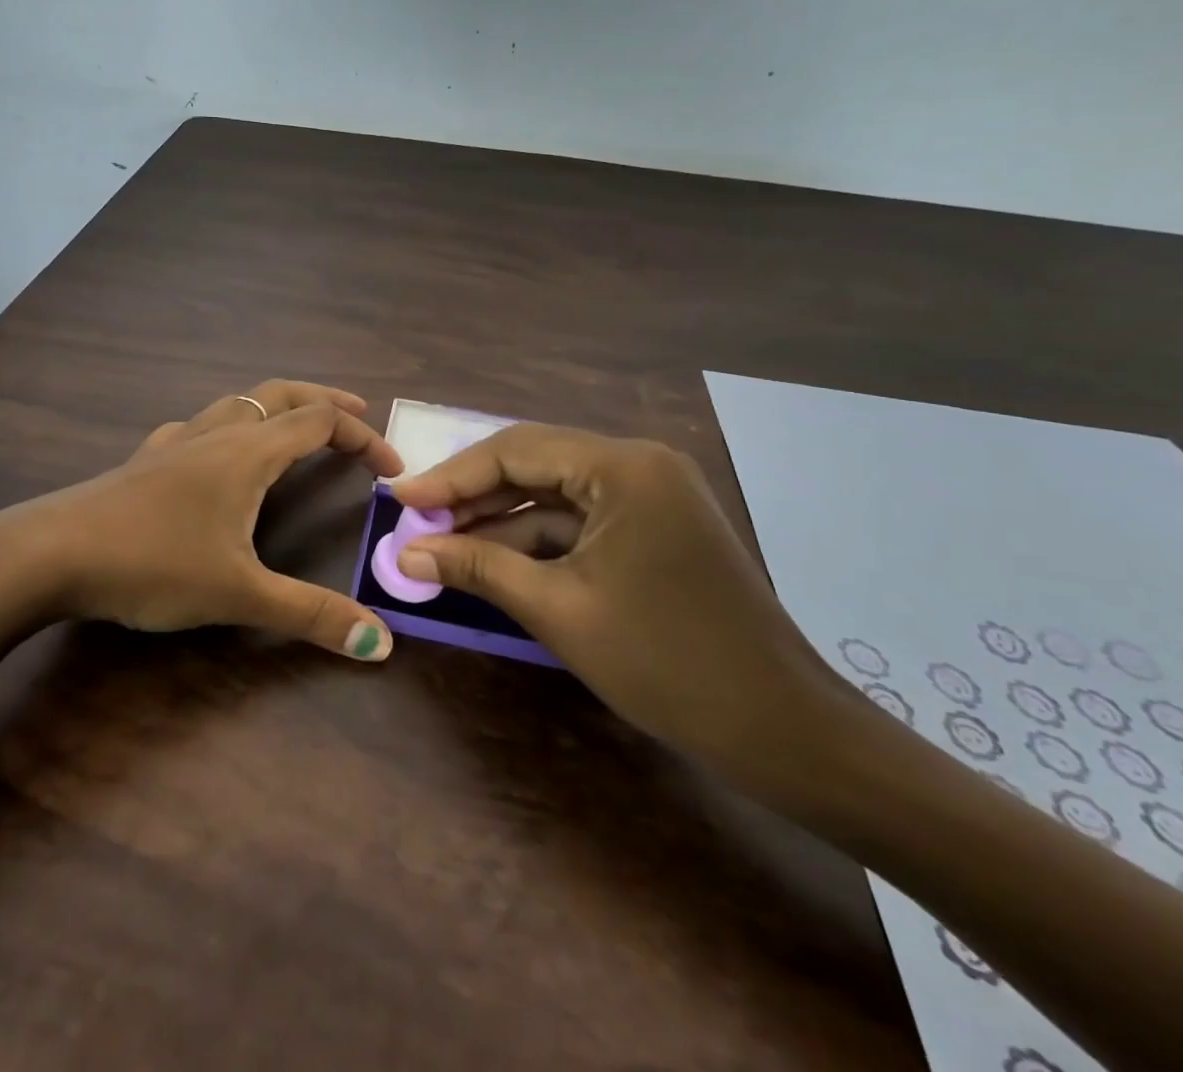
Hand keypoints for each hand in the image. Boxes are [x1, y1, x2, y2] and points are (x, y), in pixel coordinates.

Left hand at [0, 381, 404, 659]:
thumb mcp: (238, 594)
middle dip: (325, 400)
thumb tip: (381, 642)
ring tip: (295, 428)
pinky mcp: (145, 460)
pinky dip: (227, 427)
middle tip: (358, 415)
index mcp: (247, 452)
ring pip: (237, 403)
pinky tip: (214, 454)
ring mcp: (175, 442)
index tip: (390, 470)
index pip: (320, 422)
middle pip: (281, 394)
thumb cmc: (151, 564)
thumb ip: (310, 615)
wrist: (49, 553)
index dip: (363, 437)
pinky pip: (198, 426)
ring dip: (276, 407)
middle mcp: (215, 433)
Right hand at [388, 425, 841, 770]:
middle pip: (533, 464)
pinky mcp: (654, 526)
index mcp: (623, 467)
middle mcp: (638, 464)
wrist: (783, 731)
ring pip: (554, 494)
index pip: (515, 451)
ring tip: (441, 543)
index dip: (450, 476)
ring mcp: (650, 495)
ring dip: (499, 520)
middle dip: (472, 496)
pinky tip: (491, 560)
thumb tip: (405, 555)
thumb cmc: (666, 663)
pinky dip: (535, 540)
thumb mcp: (558, 611)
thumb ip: (477, 569)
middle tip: (415, 522)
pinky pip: (580, 520)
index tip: (400, 499)